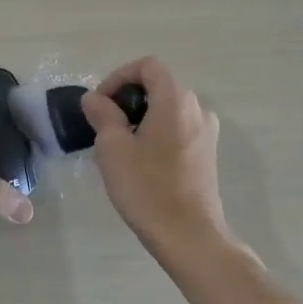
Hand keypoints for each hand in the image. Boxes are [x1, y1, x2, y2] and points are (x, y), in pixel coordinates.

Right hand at [84, 58, 230, 251]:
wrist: (189, 236)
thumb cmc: (147, 187)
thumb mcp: (113, 148)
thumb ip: (103, 115)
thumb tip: (95, 99)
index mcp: (176, 99)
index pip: (147, 66)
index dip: (119, 77)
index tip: (100, 104)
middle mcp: (197, 108)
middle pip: (159, 86)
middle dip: (128, 98)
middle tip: (105, 124)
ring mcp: (207, 132)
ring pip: (168, 109)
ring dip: (142, 117)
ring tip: (120, 145)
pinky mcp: (208, 154)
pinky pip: (178, 129)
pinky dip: (158, 133)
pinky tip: (142, 161)